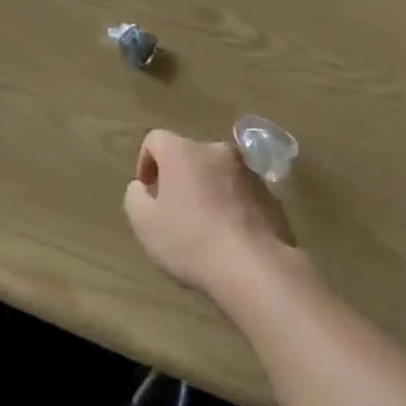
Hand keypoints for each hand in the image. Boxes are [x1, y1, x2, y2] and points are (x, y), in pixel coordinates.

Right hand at [123, 130, 294, 294]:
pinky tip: (230, 237)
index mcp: (182, 151)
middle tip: (174, 211)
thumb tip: (142, 188)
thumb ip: (135, 198)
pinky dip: (232, 206)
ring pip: (218, 173)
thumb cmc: (190, 240)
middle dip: (179, 177)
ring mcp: (248, 171)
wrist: (254, 266)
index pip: (155, 139)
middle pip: (189, 155)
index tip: (148, 192)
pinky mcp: (270, 194)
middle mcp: (216, 150)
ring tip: (205, 227)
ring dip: (208, 190)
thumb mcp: (144, 224)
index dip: (146, 162)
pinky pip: (241, 193)